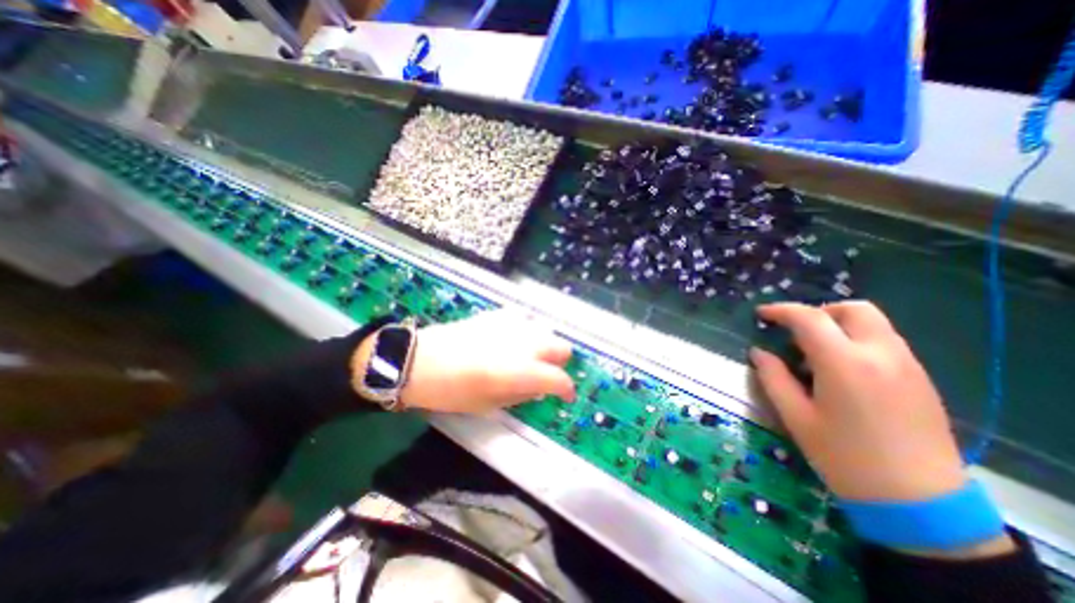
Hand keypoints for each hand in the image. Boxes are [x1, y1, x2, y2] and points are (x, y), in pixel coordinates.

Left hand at [399, 311, 575, 414]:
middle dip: (559, 363)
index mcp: (522, 371)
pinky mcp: (498, 315)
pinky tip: (513, 338)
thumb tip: (540, 389)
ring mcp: (513, 325)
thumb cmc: (453, 391)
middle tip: (545, 374)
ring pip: (546, 331)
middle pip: (562, 347)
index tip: (564, 396)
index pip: (559, 378)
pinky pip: (524, 319)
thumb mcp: (489, 405)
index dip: (566, 389)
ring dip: (544, 345)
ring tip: (528, 356)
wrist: (421, 361)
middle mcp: (524, 344)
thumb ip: (521, 395)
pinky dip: (526, 330)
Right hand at [749, 302, 965, 503]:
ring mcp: (907, 366)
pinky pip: (885, 342)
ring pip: (873, 323)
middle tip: (796, 332)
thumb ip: (773, 377)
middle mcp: (881, 355)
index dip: (781, 310)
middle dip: (819, 311)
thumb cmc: (844, 457)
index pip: (809, 318)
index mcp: (844, 364)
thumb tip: (758, 352)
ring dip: (839, 325)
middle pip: (853, 309)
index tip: (762, 314)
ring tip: (816, 353)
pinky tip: (842, 370)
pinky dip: (857, 340)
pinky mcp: (920, 379)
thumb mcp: (795, 416)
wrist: (919, 503)